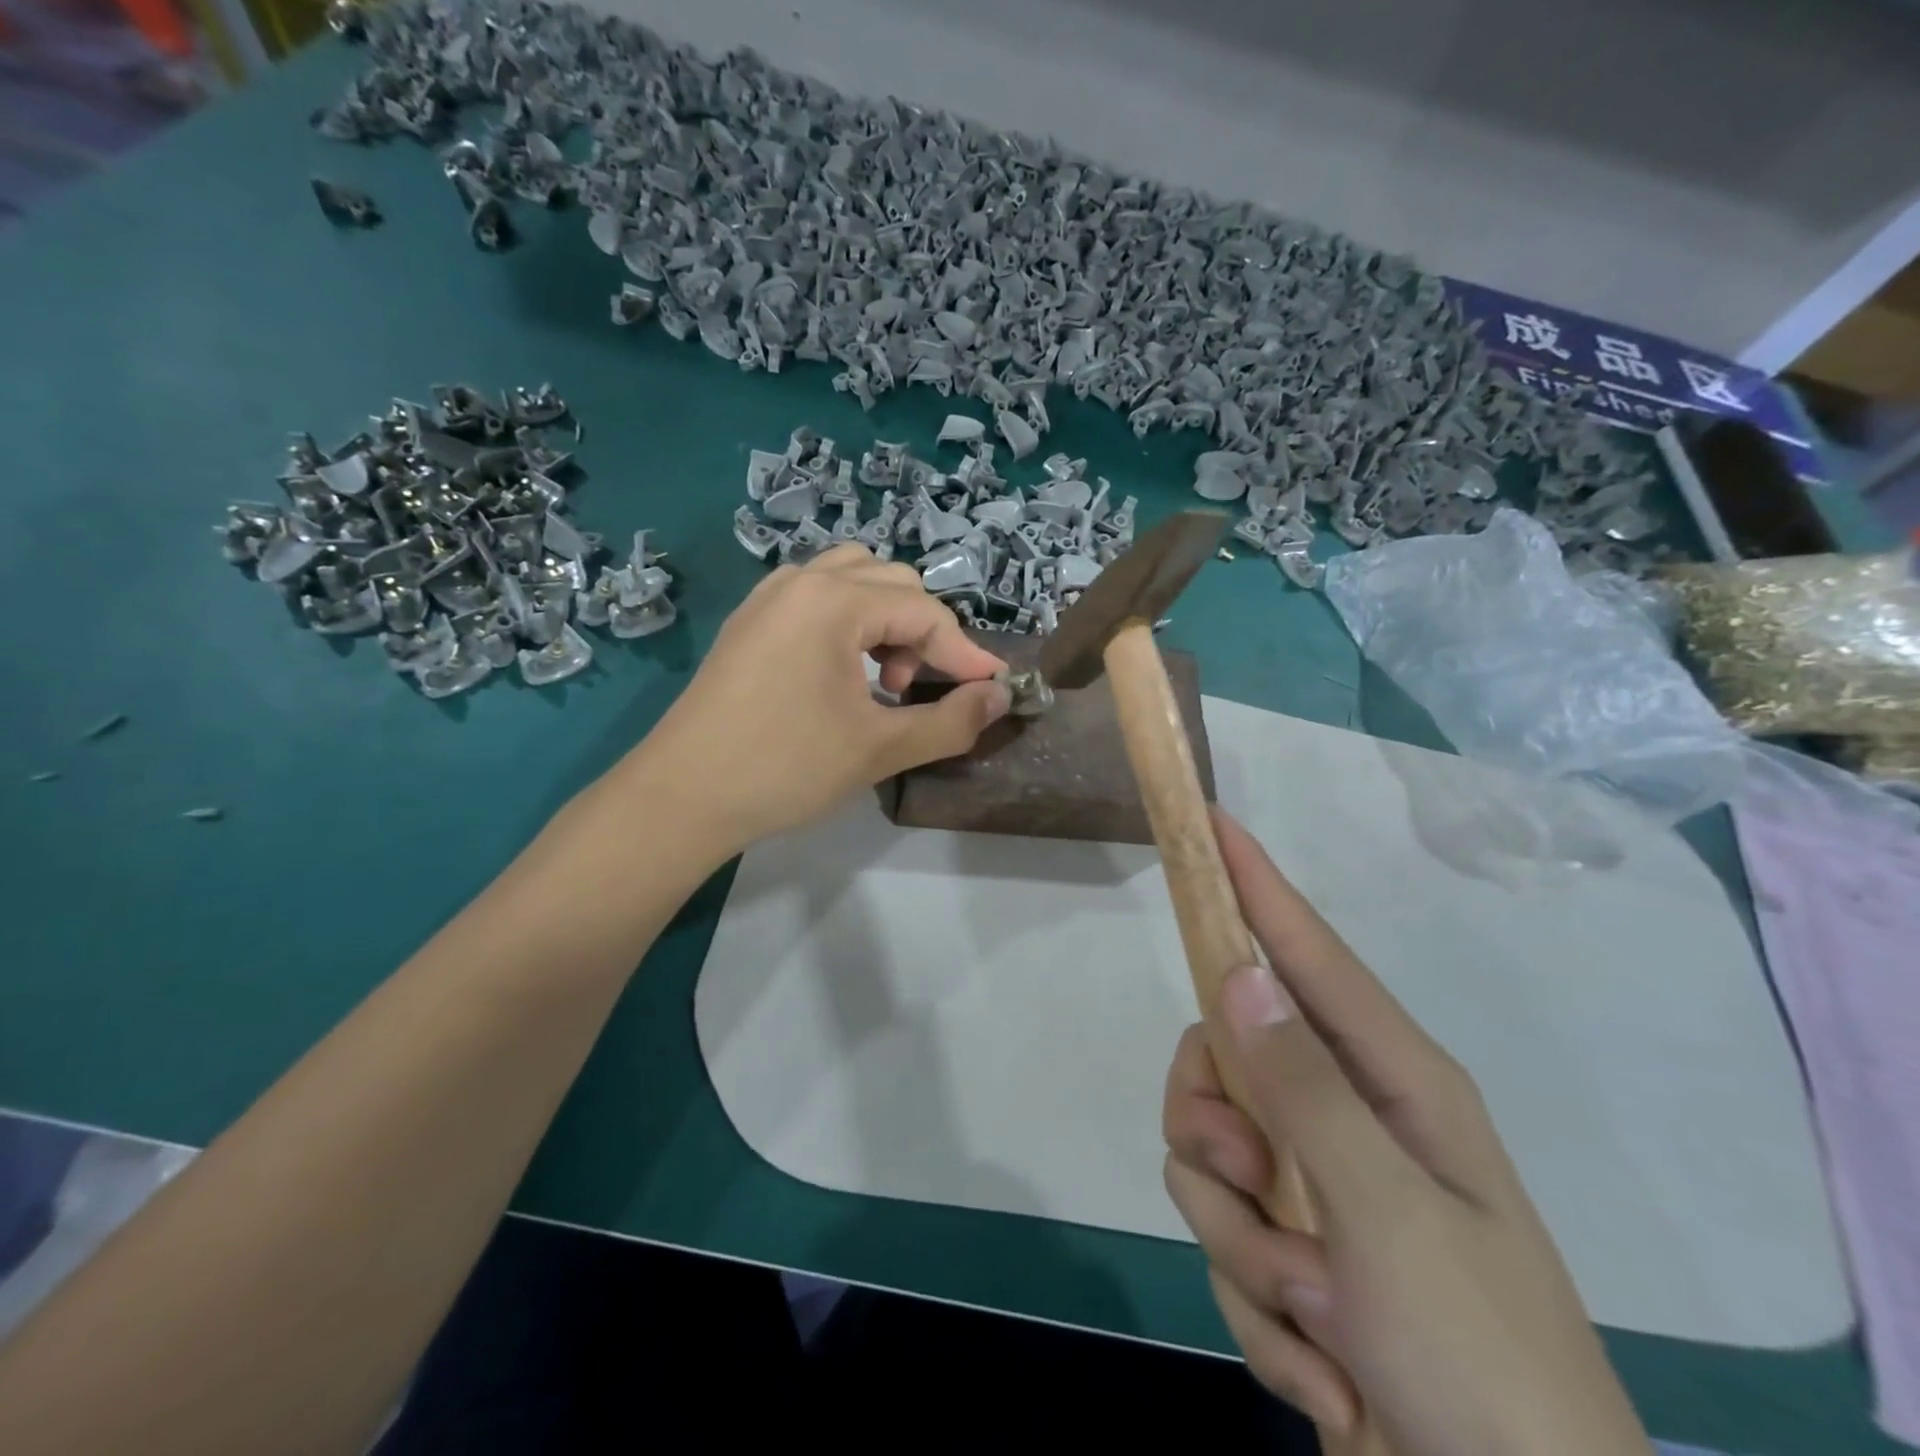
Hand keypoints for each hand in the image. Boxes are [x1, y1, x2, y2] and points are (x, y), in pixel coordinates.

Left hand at [636, 545, 1009, 860]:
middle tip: (911, 692)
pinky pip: (816, 598)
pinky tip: (841, 672)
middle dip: (921, 634)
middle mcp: (801, 581)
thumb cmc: (785, 768)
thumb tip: (1000, 697)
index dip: (965, 653)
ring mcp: (768, 597)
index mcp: (833, 601)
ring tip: (880, 678)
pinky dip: (848, 622)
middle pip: (892, 583)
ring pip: (852, 581)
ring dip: (885, 620)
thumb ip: (951, 721)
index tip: (991, 690)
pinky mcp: (750, 621)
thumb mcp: (879, 749)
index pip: (924, 612)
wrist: (681, 796)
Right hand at [1162, 809, 1646, 1455]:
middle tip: (1253, 1183)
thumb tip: (1237, 976)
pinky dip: (1261, 1310)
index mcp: (1394, 1082)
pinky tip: (1325, 1366)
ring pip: (1207, 1156)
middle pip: (1223, 1058)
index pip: (1307, 953)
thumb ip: (1303, 1088)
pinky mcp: (1293, 1252)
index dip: (1257, 884)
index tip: (1213, 825)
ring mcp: (1318, 1187)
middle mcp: (1347, 1116)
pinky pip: (1223, 1239)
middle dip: (1213, 1125)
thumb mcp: (1388, 1217)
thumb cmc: (1479, 1362)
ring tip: (1315, 1313)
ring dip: (1242, 1244)